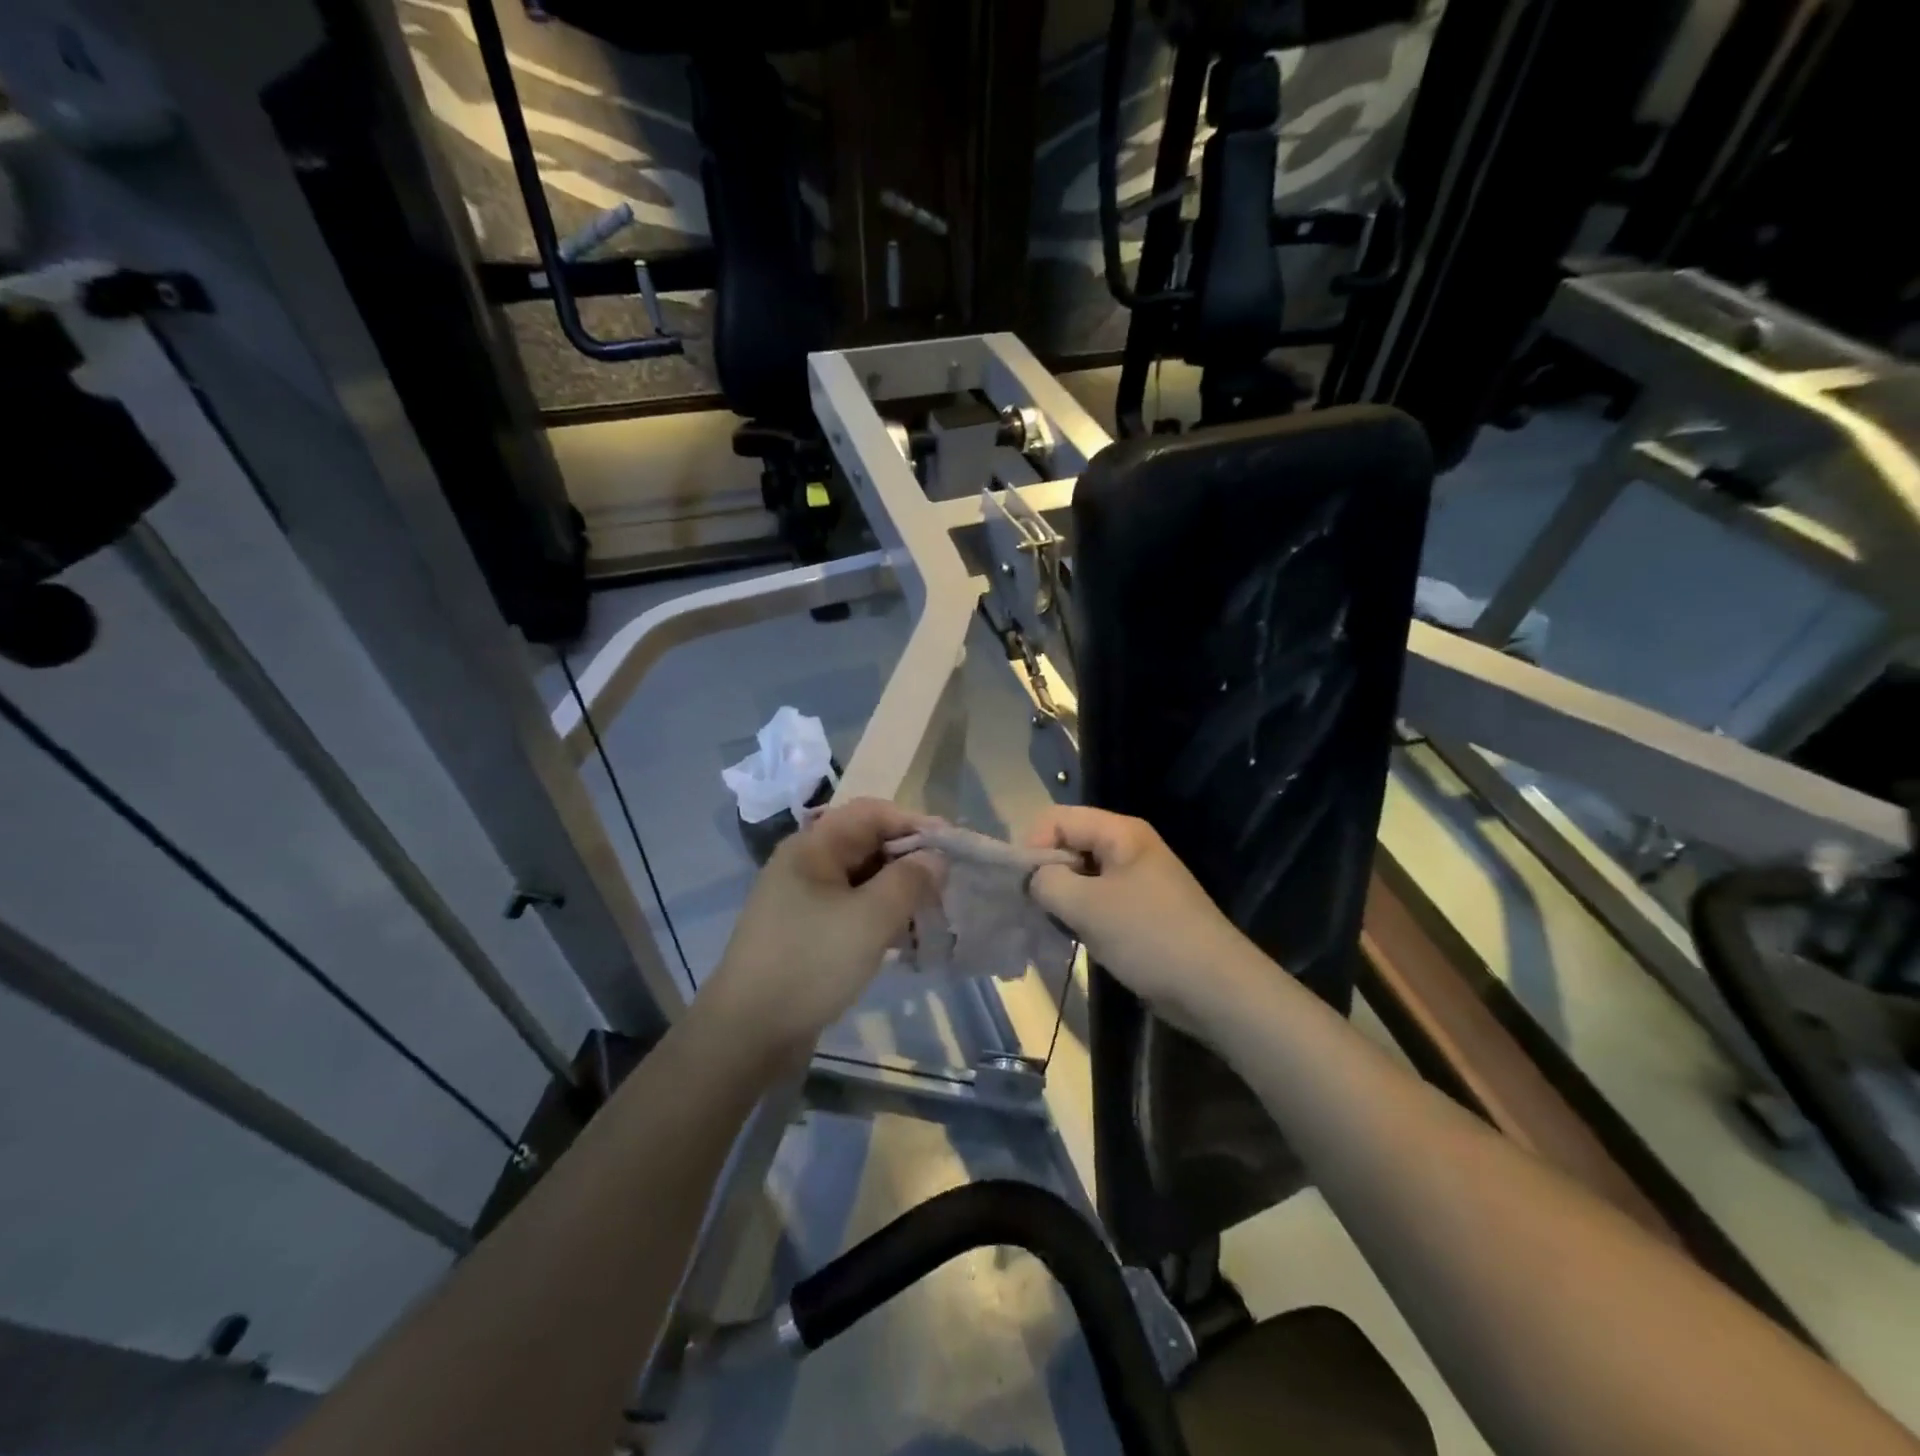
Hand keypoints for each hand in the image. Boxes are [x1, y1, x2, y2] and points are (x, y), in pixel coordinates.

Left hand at [698, 797, 943, 1061]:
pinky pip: (853, 910)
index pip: (873, 813)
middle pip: (868, 844)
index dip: (916, 823)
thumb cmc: (810, 963)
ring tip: (933, 915)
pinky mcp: (807, 931)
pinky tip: (905, 941)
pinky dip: (881, 917)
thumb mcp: (870, 919)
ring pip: (864, 880)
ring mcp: (804, 899)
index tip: (954, 848)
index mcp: (813, 846)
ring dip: (899, 892)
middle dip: (911, 860)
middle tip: (948, 885)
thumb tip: (936, 858)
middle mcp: (807, 863)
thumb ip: (909, 880)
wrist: (747, 1034)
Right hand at [1026, 806, 1251, 1027]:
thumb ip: (1047, 882)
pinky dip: (1080, 914)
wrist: (1215, 988)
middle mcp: (1127, 847)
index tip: (1024, 887)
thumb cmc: (1149, 937)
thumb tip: (1033, 880)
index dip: (1033, 846)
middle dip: (1046, 873)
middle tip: (1037, 909)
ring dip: (1062, 898)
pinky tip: (1076, 938)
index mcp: (1120, 832)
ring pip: (1080, 875)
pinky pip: (1097, 899)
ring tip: (1055, 927)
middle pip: (1068, 843)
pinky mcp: (1139, 909)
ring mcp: (1135, 879)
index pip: (1056, 818)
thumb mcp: (1087, 906)